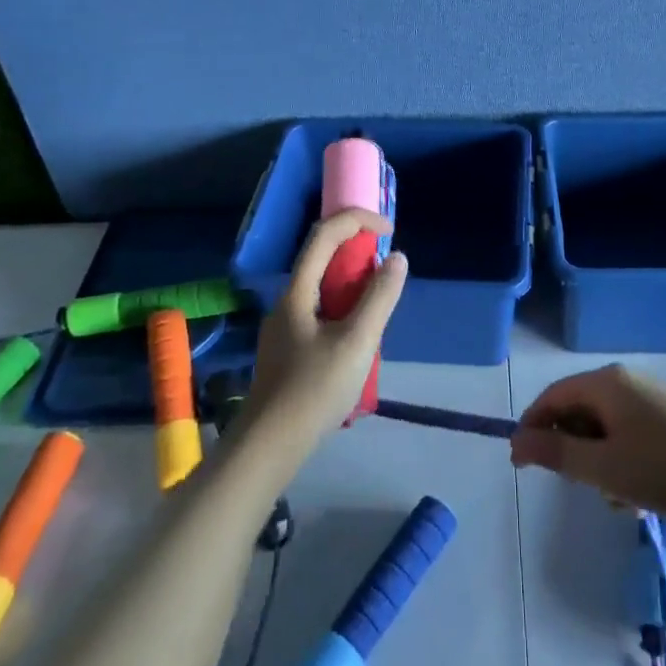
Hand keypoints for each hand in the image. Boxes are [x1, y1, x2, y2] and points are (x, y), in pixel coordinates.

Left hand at [244, 209, 406, 465]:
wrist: (268, 446)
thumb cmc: (314, 390)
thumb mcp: (356, 342)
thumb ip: (379, 298)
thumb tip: (397, 258)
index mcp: (298, 291)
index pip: (325, 234)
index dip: (358, 220)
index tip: (389, 230)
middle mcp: (287, 300)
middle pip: (322, 257)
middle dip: (358, 251)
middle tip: (388, 270)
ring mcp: (285, 325)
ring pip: (323, 286)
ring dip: (354, 282)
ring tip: (379, 307)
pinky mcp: (289, 348)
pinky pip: (321, 310)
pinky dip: (345, 306)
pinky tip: (359, 338)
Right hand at [510, 364, 665, 524]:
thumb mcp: (604, 468)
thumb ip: (557, 453)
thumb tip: (517, 441)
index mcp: (606, 383)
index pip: (552, 397)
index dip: (532, 428)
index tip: (521, 464)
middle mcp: (626, 382)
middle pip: (579, 410)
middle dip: (572, 449)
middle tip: (578, 485)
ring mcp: (652, 399)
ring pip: (605, 427)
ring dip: (600, 462)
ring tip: (617, 498)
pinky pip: (630, 434)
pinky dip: (624, 461)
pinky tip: (641, 495)